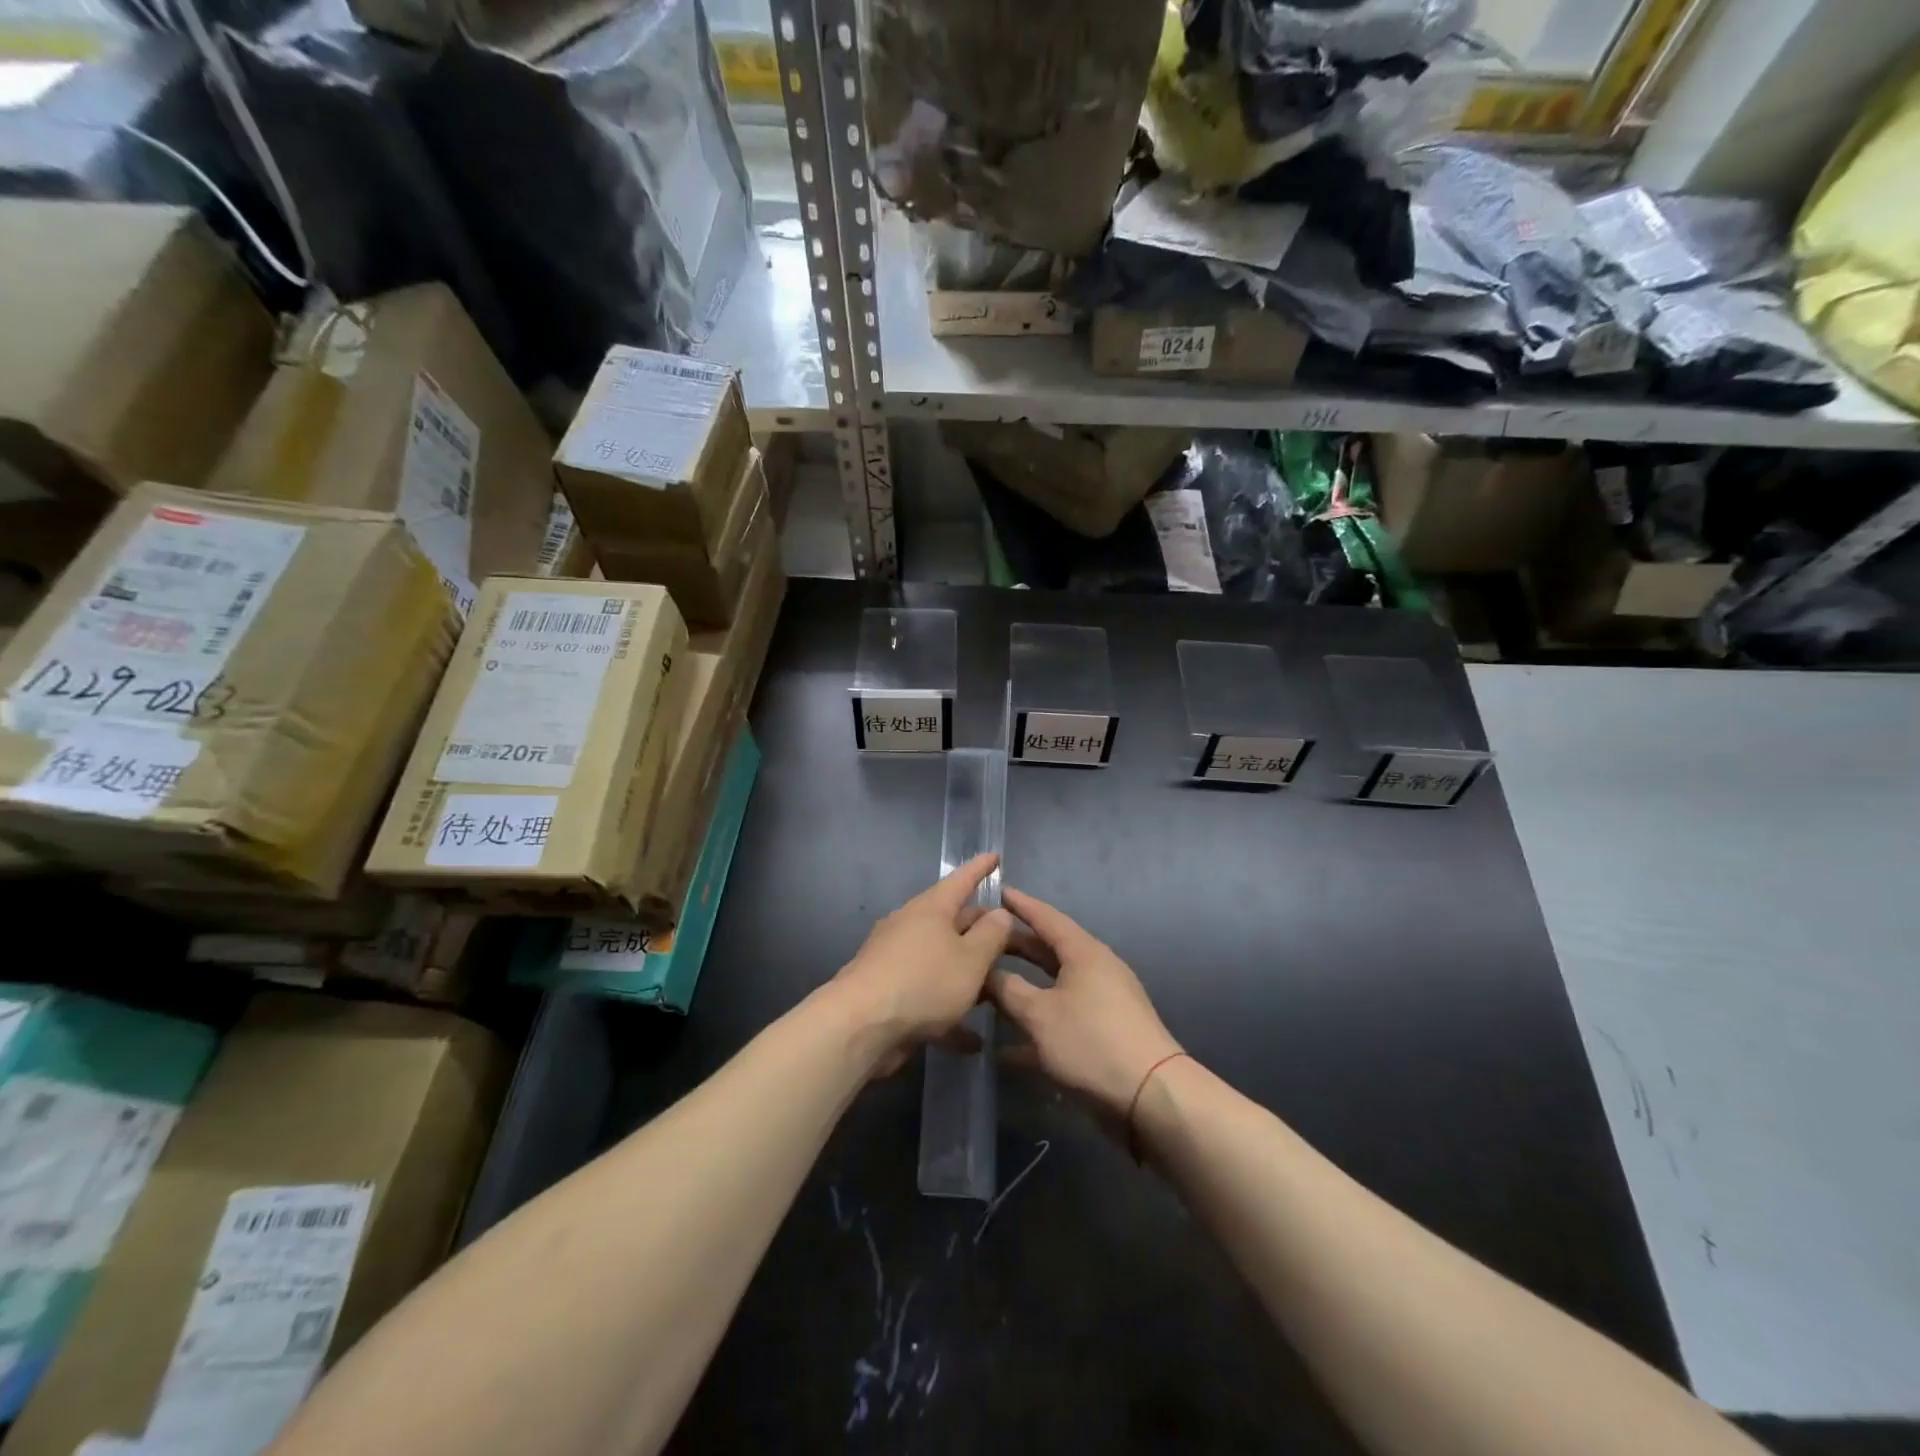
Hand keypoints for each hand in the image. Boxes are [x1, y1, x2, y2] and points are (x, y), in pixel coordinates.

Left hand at [831, 853, 1013, 1073]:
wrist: (860, 1025)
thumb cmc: (923, 982)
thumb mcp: (970, 960)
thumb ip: (991, 935)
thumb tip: (1000, 912)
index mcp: (931, 909)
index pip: (961, 880)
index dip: (981, 868)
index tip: (995, 856)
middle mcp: (910, 926)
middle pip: (952, 921)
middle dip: (979, 929)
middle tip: (1008, 937)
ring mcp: (895, 959)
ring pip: (940, 959)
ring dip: (966, 973)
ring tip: (995, 989)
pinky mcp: (887, 992)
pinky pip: (927, 994)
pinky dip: (949, 1010)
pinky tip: (971, 1040)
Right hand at [988, 887, 1182, 1119]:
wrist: (1150, 1096)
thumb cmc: (1090, 1041)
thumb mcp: (1039, 1014)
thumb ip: (1007, 989)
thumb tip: (986, 972)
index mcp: (1083, 952)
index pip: (1046, 917)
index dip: (1019, 905)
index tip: (995, 890)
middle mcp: (1095, 969)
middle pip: (1048, 951)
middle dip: (1014, 947)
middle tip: (981, 941)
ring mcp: (1102, 1002)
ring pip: (1053, 986)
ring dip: (1022, 988)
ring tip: (986, 987)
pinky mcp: (1104, 1033)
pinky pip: (1061, 1019)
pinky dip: (1036, 1027)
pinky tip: (1005, 1050)